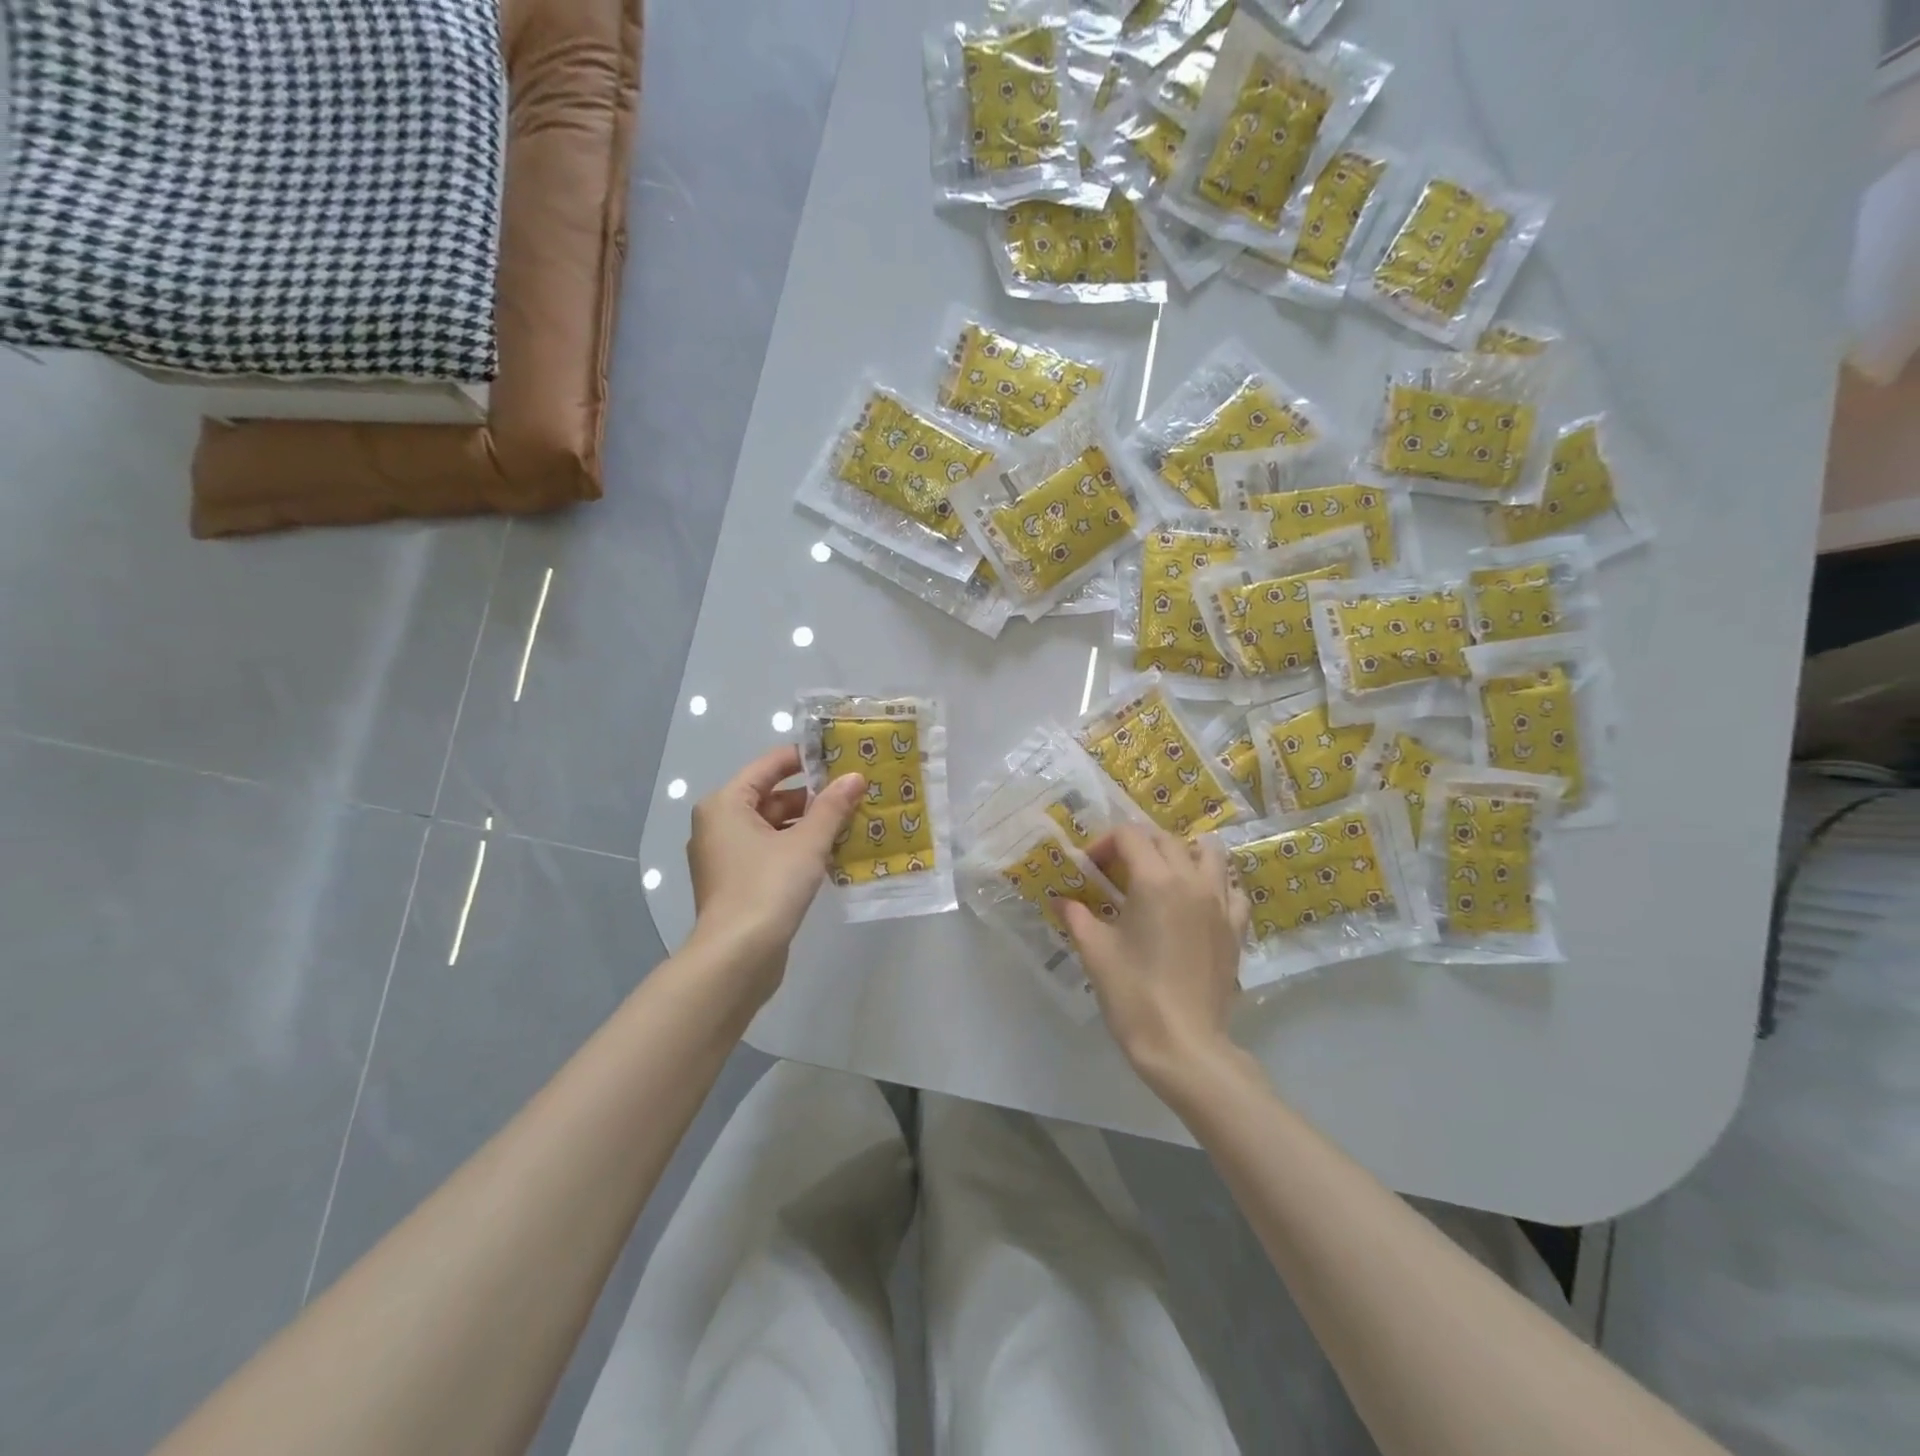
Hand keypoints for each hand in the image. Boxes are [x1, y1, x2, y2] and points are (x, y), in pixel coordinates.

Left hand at [686, 746, 865, 996]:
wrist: (737, 957)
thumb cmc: (767, 887)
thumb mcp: (807, 844)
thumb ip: (832, 808)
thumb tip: (855, 777)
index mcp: (725, 804)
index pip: (768, 766)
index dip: (804, 759)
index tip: (839, 757)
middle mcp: (718, 824)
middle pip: (771, 797)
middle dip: (812, 797)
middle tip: (853, 793)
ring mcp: (725, 857)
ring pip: (773, 827)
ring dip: (808, 825)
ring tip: (850, 822)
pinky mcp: (736, 883)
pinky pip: (770, 852)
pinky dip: (797, 849)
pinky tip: (832, 854)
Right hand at [1060, 825, 1248, 1093]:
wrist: (1184, 1045)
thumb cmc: (1133, 994)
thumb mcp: (1095, 951)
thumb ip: (1076, 916)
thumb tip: (1061, 900)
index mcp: (1155, 880)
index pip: (1130, 835)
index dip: (1104, 843)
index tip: (1090, 868)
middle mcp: (1192, 881)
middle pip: (1166, 838)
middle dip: (1137, 845)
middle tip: (1116, 872)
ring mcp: (1220, 904)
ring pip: (1209, 853)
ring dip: (1182, 853)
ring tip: (1161, 876)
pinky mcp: (1235, 929)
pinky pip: (1230, 888)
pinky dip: (1214, 883)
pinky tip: (1196, 902)